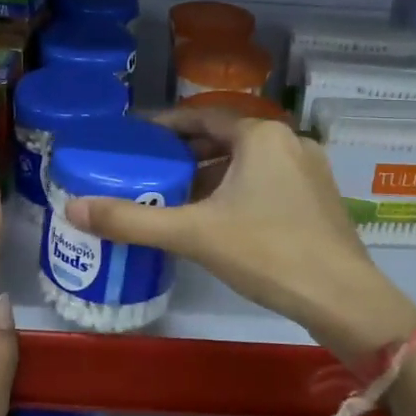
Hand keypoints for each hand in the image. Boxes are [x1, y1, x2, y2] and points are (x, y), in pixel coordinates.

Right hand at [64, 105, 415, 362]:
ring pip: (249, 162)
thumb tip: (72, 208)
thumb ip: (132, 220)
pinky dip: (238, 190)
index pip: (203, 117)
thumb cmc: (266, 253)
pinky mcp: (320, 199)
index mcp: (260, 136)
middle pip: (226, 138)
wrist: (343, 299)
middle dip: (188, 152)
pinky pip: (268, 181)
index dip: (167, 124)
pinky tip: (219, 218)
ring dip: (213, 174)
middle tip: (151, 168)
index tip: (138, 136)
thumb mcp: (192, 234)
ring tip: (177, 194)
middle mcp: (288, 142)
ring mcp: (310, 170)